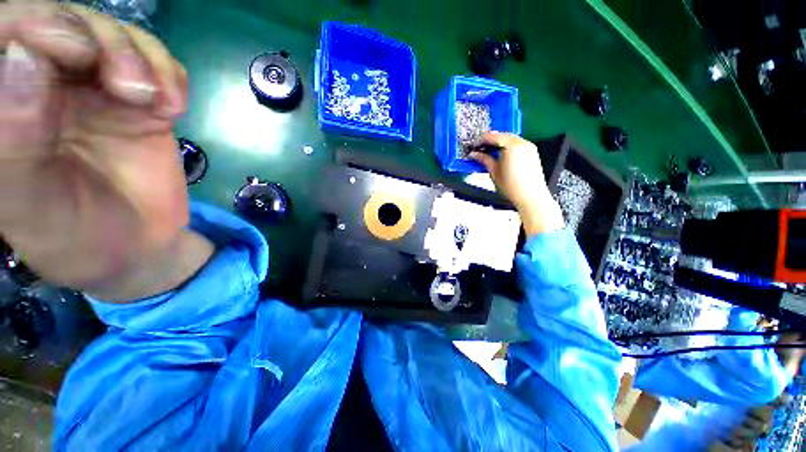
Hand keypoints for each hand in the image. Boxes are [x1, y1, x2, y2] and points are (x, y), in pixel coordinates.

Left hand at [0, 3, 212, 300]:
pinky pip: (156, 63)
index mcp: (6, 109)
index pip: (6, 34)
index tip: (76, 51)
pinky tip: (174, 106)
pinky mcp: (139, 103)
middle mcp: (45, 86)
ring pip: (115, 36)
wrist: (137, 246)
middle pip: (69, 24)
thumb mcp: (33, 203)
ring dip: (143, 59)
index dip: (38, 24)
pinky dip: (170, 75)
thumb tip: (20, 57)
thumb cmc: (76, 236)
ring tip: (158, 102)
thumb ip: (14, 141)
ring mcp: (95, 91)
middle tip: (130, 86)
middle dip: (103, 41)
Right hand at [470, 132, 564, 236]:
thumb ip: (484, 160)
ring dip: (499, 143)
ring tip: (488, 151)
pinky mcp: (532, 152)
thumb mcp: (494, 172)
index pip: (493, 137)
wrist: (531, 197)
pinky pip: (517, 144)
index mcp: (512, 146)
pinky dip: (507, 146)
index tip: (473, 145)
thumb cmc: (511, 186)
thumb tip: (474, 154)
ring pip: (510, 139)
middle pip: (503, 136)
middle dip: (490, 140)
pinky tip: (501, 154)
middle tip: (479, 148)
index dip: (481, 140)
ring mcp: (529, 146)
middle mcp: (522, 142)